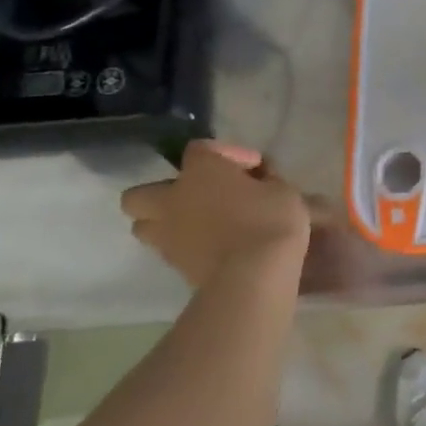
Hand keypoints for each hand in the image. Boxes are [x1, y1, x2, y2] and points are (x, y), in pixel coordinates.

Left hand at [121, 141, 308, 288]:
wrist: (254, 276)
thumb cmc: (270, 221)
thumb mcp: (283, 190)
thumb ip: (266, 181)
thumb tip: (260, 182)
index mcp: (200, 170)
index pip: (200, 148)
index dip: (228, 154)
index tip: (255, 168)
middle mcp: (173, 198)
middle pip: (142, 192)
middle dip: (165, 192)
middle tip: (200, 196)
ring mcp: (167, 235)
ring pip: (144, 225)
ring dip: (165, 222)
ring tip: (199, 224)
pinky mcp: (173, 266)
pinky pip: (168, 249)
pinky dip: (184, 246)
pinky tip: (212, 246)